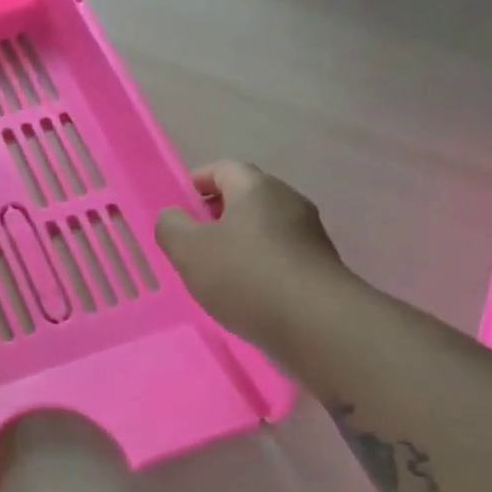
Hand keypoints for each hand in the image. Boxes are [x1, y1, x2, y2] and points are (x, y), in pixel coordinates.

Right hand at [154, 161, 349, 353]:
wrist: (317, 324)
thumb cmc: (244, 275)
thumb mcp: (188, 250)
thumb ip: (171, 226)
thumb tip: (175, 217)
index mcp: (256, 187)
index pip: (223, 168)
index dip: (198, 181)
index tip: (180, 206)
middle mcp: (288, 201)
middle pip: (246, 197)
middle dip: (216, 214)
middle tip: (192, 241)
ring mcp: (309, 234)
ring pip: (264, 227)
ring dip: (238, 241)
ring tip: (216, 272)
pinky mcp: (320, 266)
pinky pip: (280, 254)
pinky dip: (259, 264)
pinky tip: (246, 292)